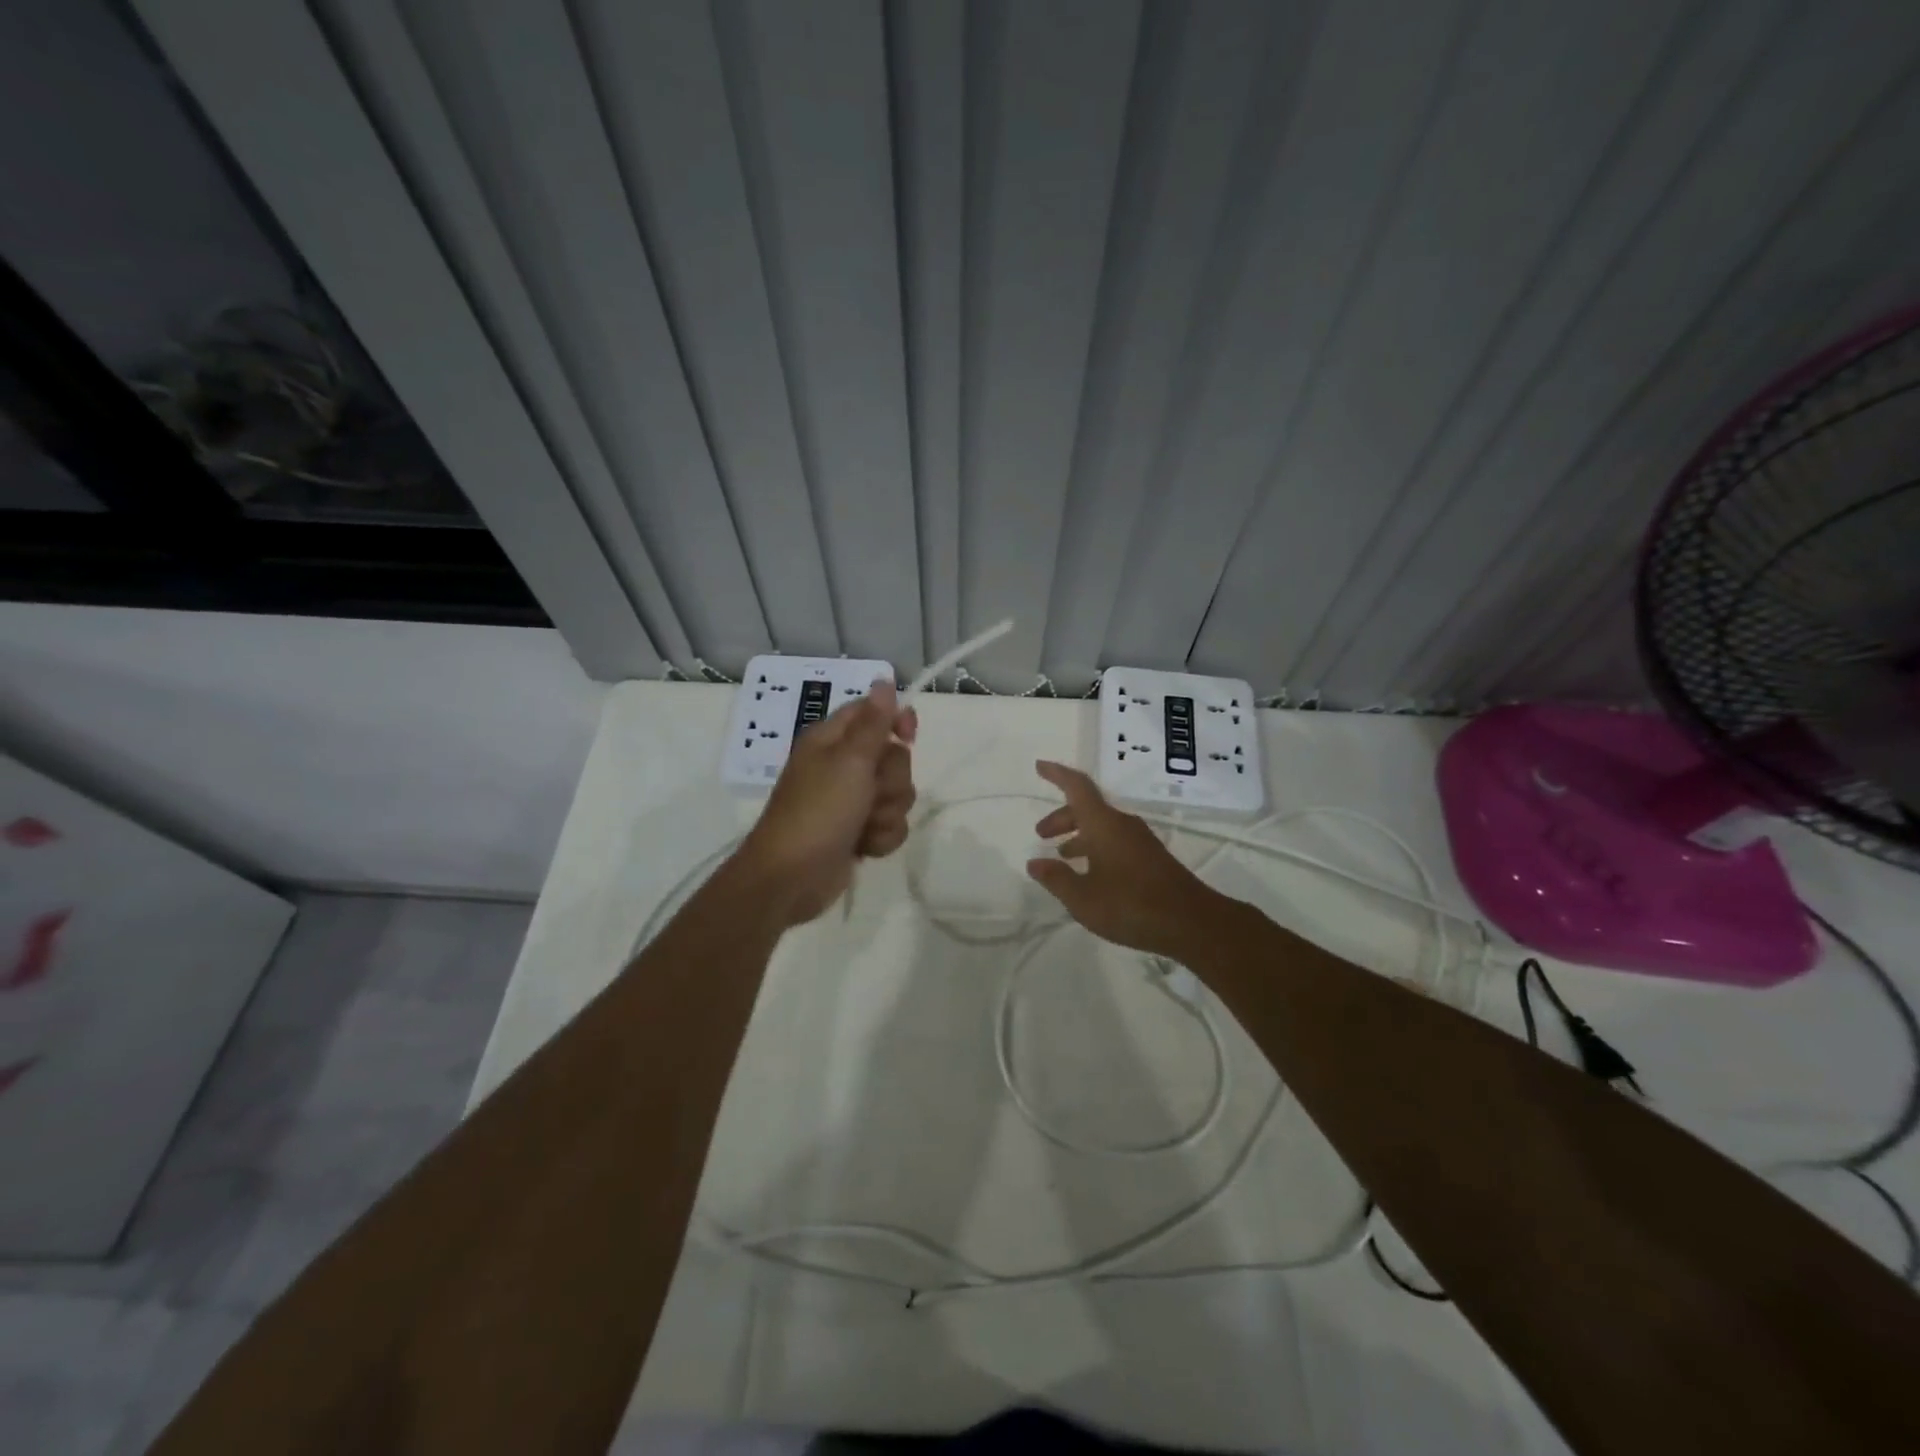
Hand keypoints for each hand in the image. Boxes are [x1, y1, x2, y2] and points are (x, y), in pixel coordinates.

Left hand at [736, 680, 917, 926]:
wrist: (792, 877)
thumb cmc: (818, 811)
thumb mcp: (849, 761)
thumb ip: (873, 723)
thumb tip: (884, 680)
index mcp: (833, 740)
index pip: (874, 713)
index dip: (896, 721)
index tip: (908, 735)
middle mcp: (842, 766)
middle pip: (894, 757)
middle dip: (891, 781)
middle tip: (869, 793)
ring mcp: (851, 801)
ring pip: (897, 795)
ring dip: (887, 813)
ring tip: (864, 826)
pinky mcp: (858, 832)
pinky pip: (890, 824)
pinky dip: (881, 837)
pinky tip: (864, 848)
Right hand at [1026, 761, 1220, 959]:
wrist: (1192, 923)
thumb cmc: (1131, 905)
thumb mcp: (1082, 898)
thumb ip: (1056, 878)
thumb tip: (1035, 862)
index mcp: (1103, 824)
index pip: (1077, 787)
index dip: (1057, 775)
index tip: (1040, 766)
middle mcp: (1122, 825)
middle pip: (1087, 808)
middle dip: (1062, 817)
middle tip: (1042, 834)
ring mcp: (1140, 841)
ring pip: (1102, 826)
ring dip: (1079, 834)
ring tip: (1062, 856)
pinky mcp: (1151, 858)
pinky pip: (1115, 840)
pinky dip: (1096, 847)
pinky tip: (1090, 873)